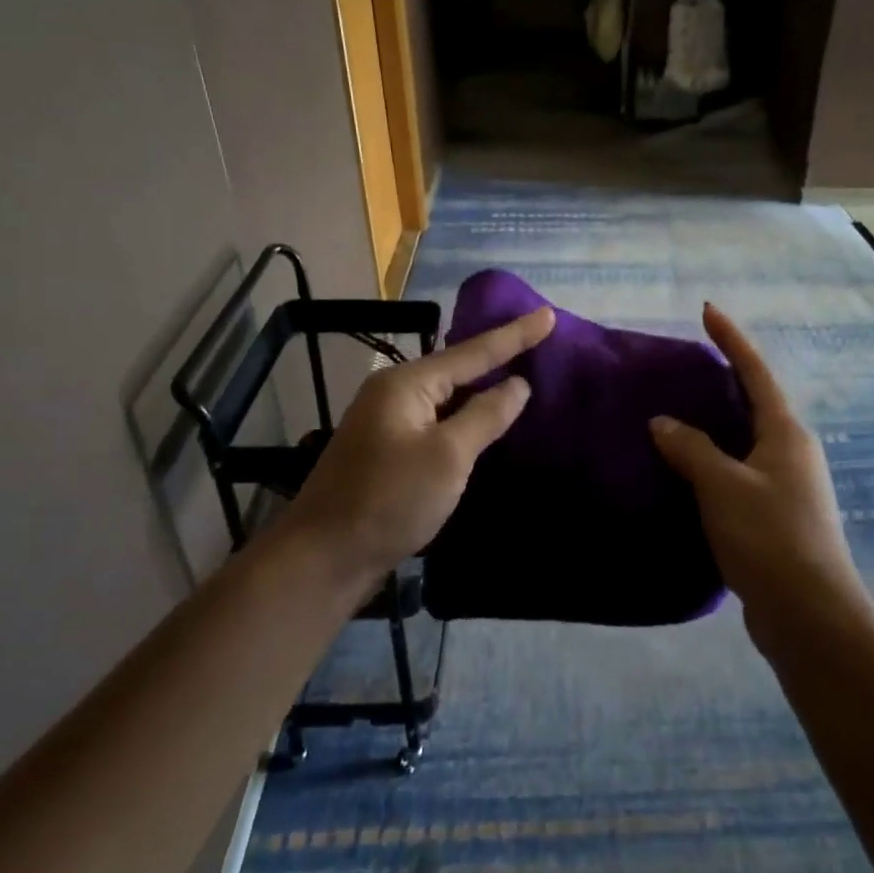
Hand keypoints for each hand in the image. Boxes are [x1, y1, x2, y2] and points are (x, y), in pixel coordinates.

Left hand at [278, 305, 556, 589]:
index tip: (549, 314)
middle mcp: (395, 393)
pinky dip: (466, 416)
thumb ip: (486, 415)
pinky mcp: (390, 451)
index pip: (473, 352)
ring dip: (483, 386)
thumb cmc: (390, 500)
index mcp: (407, 383)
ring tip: (522, 371)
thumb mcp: (448, 456)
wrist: (324, 558)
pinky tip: (486, 419)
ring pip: (448, 395)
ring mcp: (388, 422)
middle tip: (540, 339)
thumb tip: (517, 384)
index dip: (515, 334)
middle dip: (498, 354)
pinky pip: (438, 420)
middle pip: (457, 367)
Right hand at [650, 306, 867, 637]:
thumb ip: (691, 449)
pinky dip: (714, 465)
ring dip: (716, 427)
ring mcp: (788, 486)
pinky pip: (740, 475)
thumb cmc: (769, 537)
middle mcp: (792, 452)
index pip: (755, 371)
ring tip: (677, 417)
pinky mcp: (777, 518)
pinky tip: (688, 474)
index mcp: (786, 433)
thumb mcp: (722, 486)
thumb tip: (662, 422)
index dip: (731, 339)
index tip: (708, 310)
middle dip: (724, 381)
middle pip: (755, 403)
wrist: (809, 614)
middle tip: (684, 368)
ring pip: (746, 442)